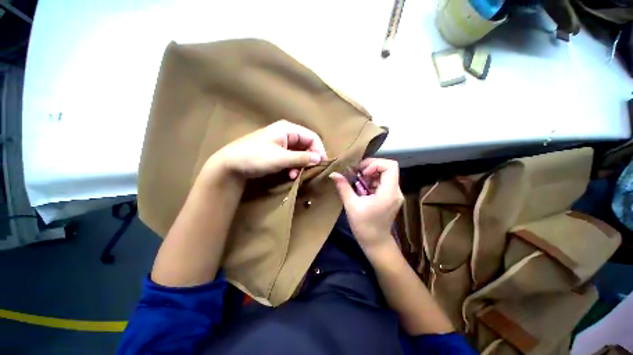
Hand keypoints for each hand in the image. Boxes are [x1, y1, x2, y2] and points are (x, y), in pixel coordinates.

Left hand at [208, 120, 327, 179]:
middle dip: (309, 159)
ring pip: (300, 153)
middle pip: (307, 145)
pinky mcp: (277, 152)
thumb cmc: (256, 157)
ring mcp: (281, 143)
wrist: (231, 164)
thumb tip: (319, 159)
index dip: (319, 150)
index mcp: (288, 129)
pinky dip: (293, 166)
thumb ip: (301, 158)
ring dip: (301, 165)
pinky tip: (290, 175)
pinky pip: (292, 158)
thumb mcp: (280, 158)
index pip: (312, 137)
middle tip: (308, 172)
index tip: (322, 164)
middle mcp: (286, 134)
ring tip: (295, 176)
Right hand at [330, 158, 403, 249]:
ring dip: (370, 175)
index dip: (375, 164)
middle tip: (357, 174)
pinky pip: (383, 182)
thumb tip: (333, 174)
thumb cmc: (363, 226)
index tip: (362, 173)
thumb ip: (343, 187)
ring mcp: (395, 194)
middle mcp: (396, 191)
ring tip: (358, 181)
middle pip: (387, 168)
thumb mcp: (351, 205)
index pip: (390, 166)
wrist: (375, 242)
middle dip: (370, 168)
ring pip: (385, 175)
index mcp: (389, 192)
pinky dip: (372, 181)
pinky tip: (362, 188)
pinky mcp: (391, 197)